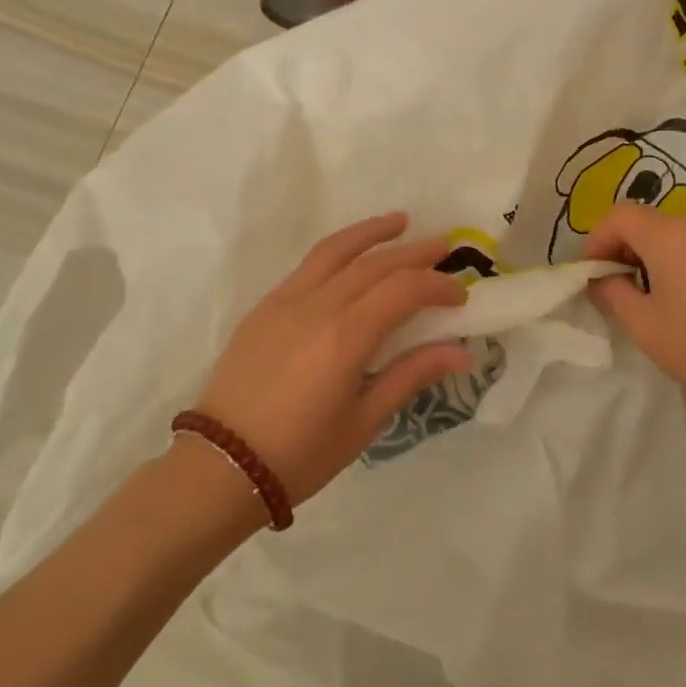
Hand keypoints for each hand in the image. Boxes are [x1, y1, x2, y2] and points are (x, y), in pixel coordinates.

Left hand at [191, 213, 470, 507]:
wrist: (223, 465)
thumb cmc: (301, 453)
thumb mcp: (364, 421)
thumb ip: (410, 376)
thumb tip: (461, 353)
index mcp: (346, 337)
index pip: (403, 290)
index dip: (437, 286)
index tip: (460, 296)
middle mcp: (317, 306)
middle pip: (374, 264)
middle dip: (413, 253)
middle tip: (444, 246)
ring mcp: (285, 301)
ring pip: (335, 251)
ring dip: (371, 233)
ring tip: (399, 221)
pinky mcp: (265, 307)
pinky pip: (308, 266)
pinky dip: (337, 251)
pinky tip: (351, 257)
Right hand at [585, 203, 685, 425]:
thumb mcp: (647, 328)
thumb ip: (614, 295)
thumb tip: (602, 279)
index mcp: (669, 235)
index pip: (617, 216)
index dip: (595, 241)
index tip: (590, 276)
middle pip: (647, 224)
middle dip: (624, 252)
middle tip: (618, 293)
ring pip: (677, 237)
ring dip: (655, 261)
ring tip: (655, 302)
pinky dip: (685, 266)